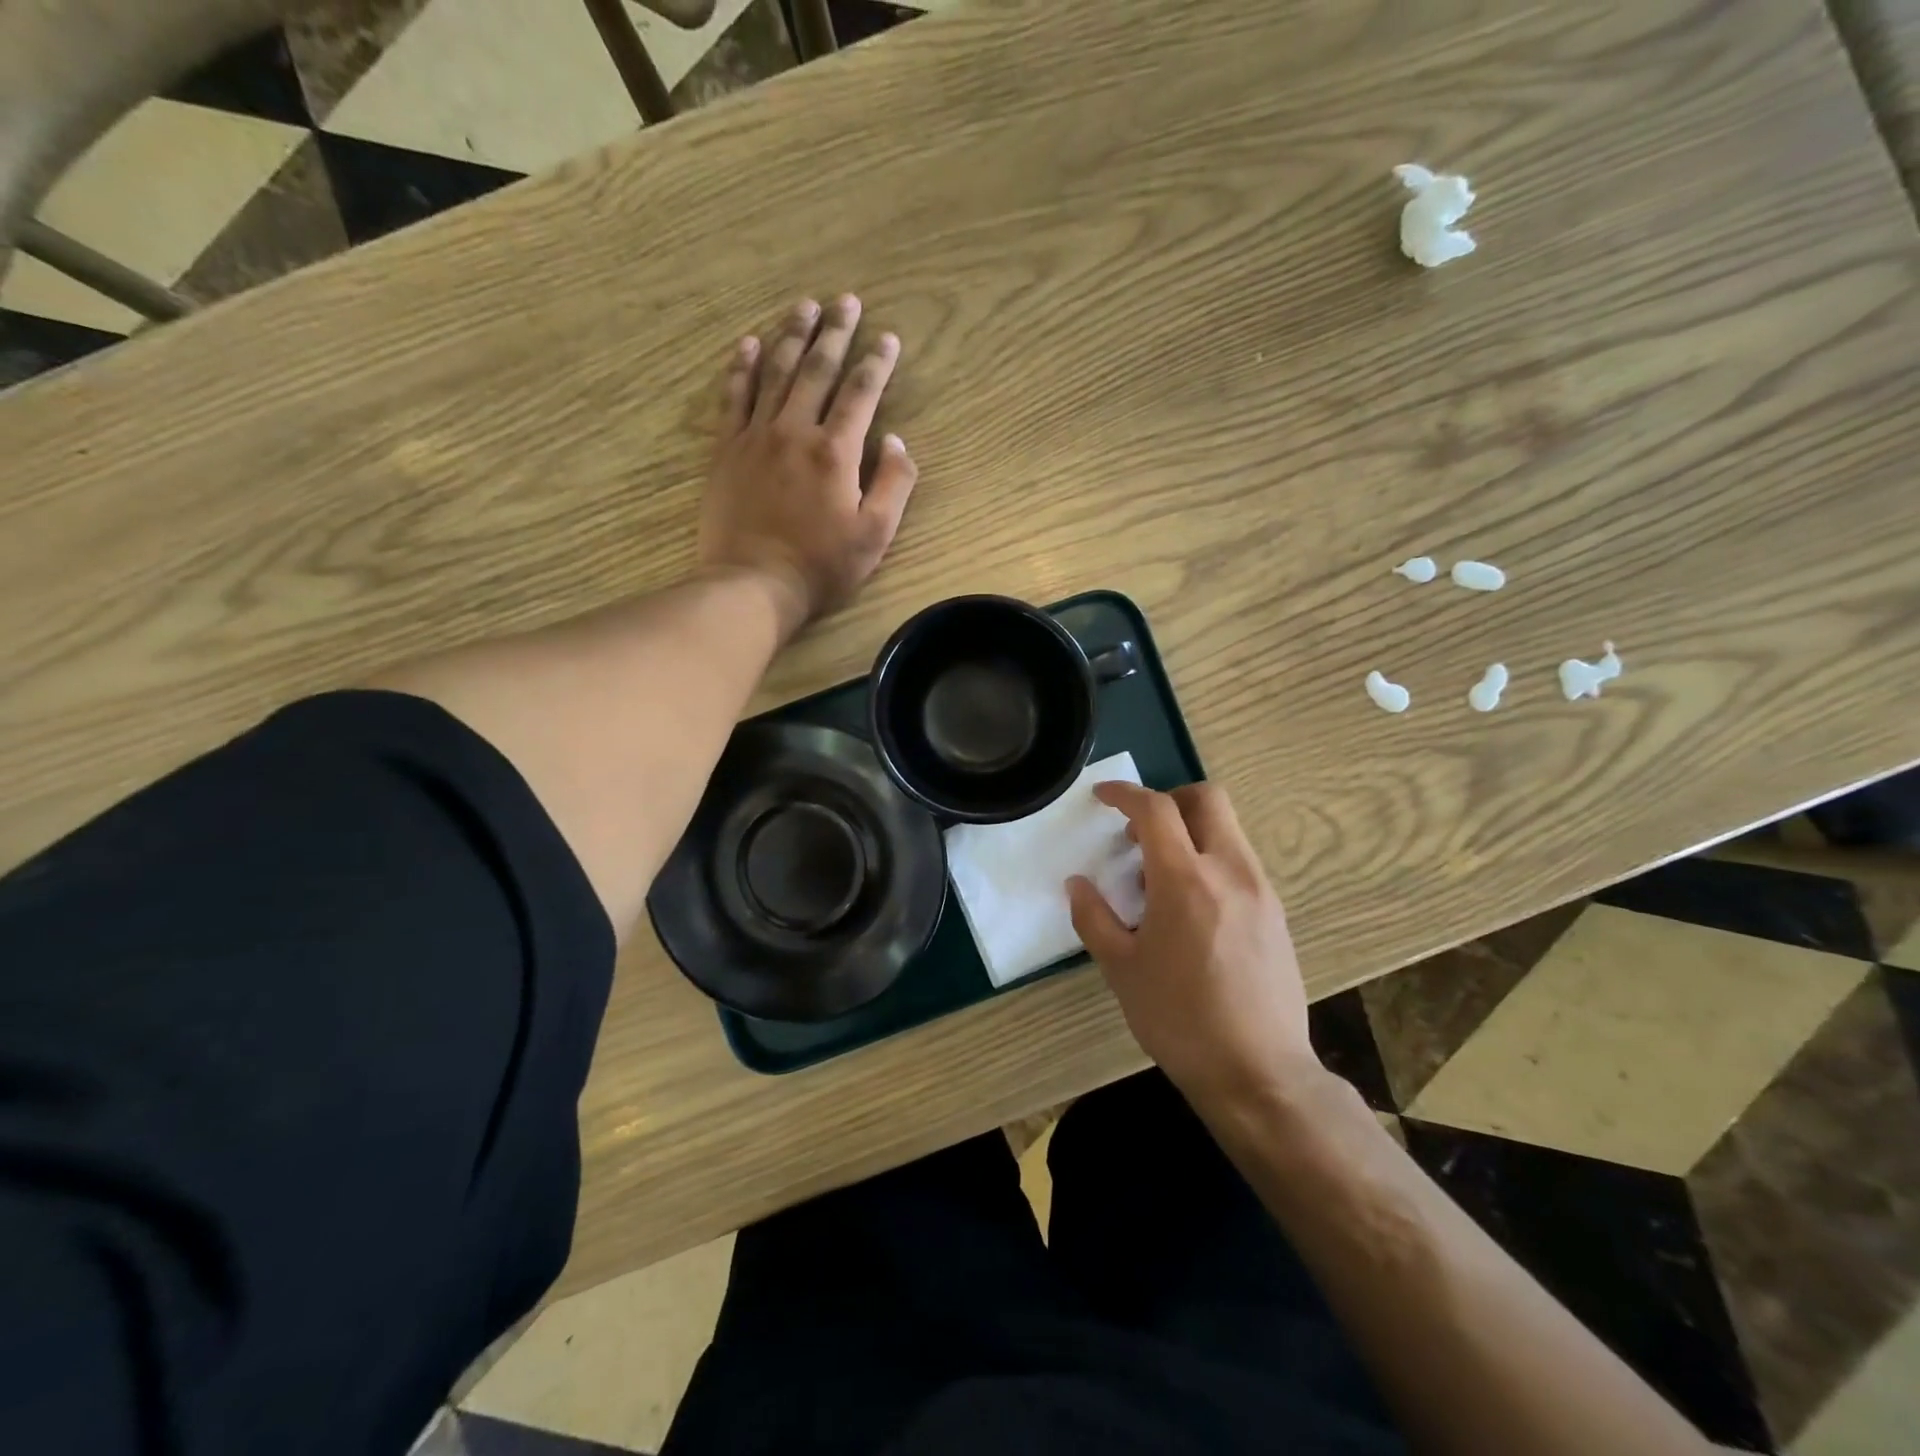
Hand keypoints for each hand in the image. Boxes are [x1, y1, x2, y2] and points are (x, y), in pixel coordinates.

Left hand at [699, 295, 918, 635]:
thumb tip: (896, 441)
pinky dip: (741, 367)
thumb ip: (893, 484)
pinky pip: (734, 397)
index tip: (887, 337)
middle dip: (835, 332)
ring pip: (775, 372)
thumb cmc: (821, 566)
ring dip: (791, 336)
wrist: (754, 584)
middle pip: (818, 369)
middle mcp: (796, 430)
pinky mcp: (727, 450)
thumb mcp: (875, 534)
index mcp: (836, 451)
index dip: (877, 362)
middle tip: (845, 300)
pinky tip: (748, 343)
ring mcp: (756, 436)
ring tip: (804, 307)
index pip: (862, 393)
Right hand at [1068, 781, 1324, 1113]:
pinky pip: (1240, 862)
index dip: (1125, 794)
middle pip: (1208, 799)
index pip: (1156, 810)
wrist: (1258, 1073)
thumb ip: (1094, 918)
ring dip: (1192, 831)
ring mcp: (1261, 891)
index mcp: (1186, 880)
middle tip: (1140, 831)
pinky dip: (1211, 860)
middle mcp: (1231, 872)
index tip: (1102, 796)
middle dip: (1170, 799)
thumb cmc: (1179, 1020)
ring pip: (1228, 830)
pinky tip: (1192, 906)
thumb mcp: (1121, 970)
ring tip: (1160, 876)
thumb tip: (1077, 884)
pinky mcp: (1277, 914)